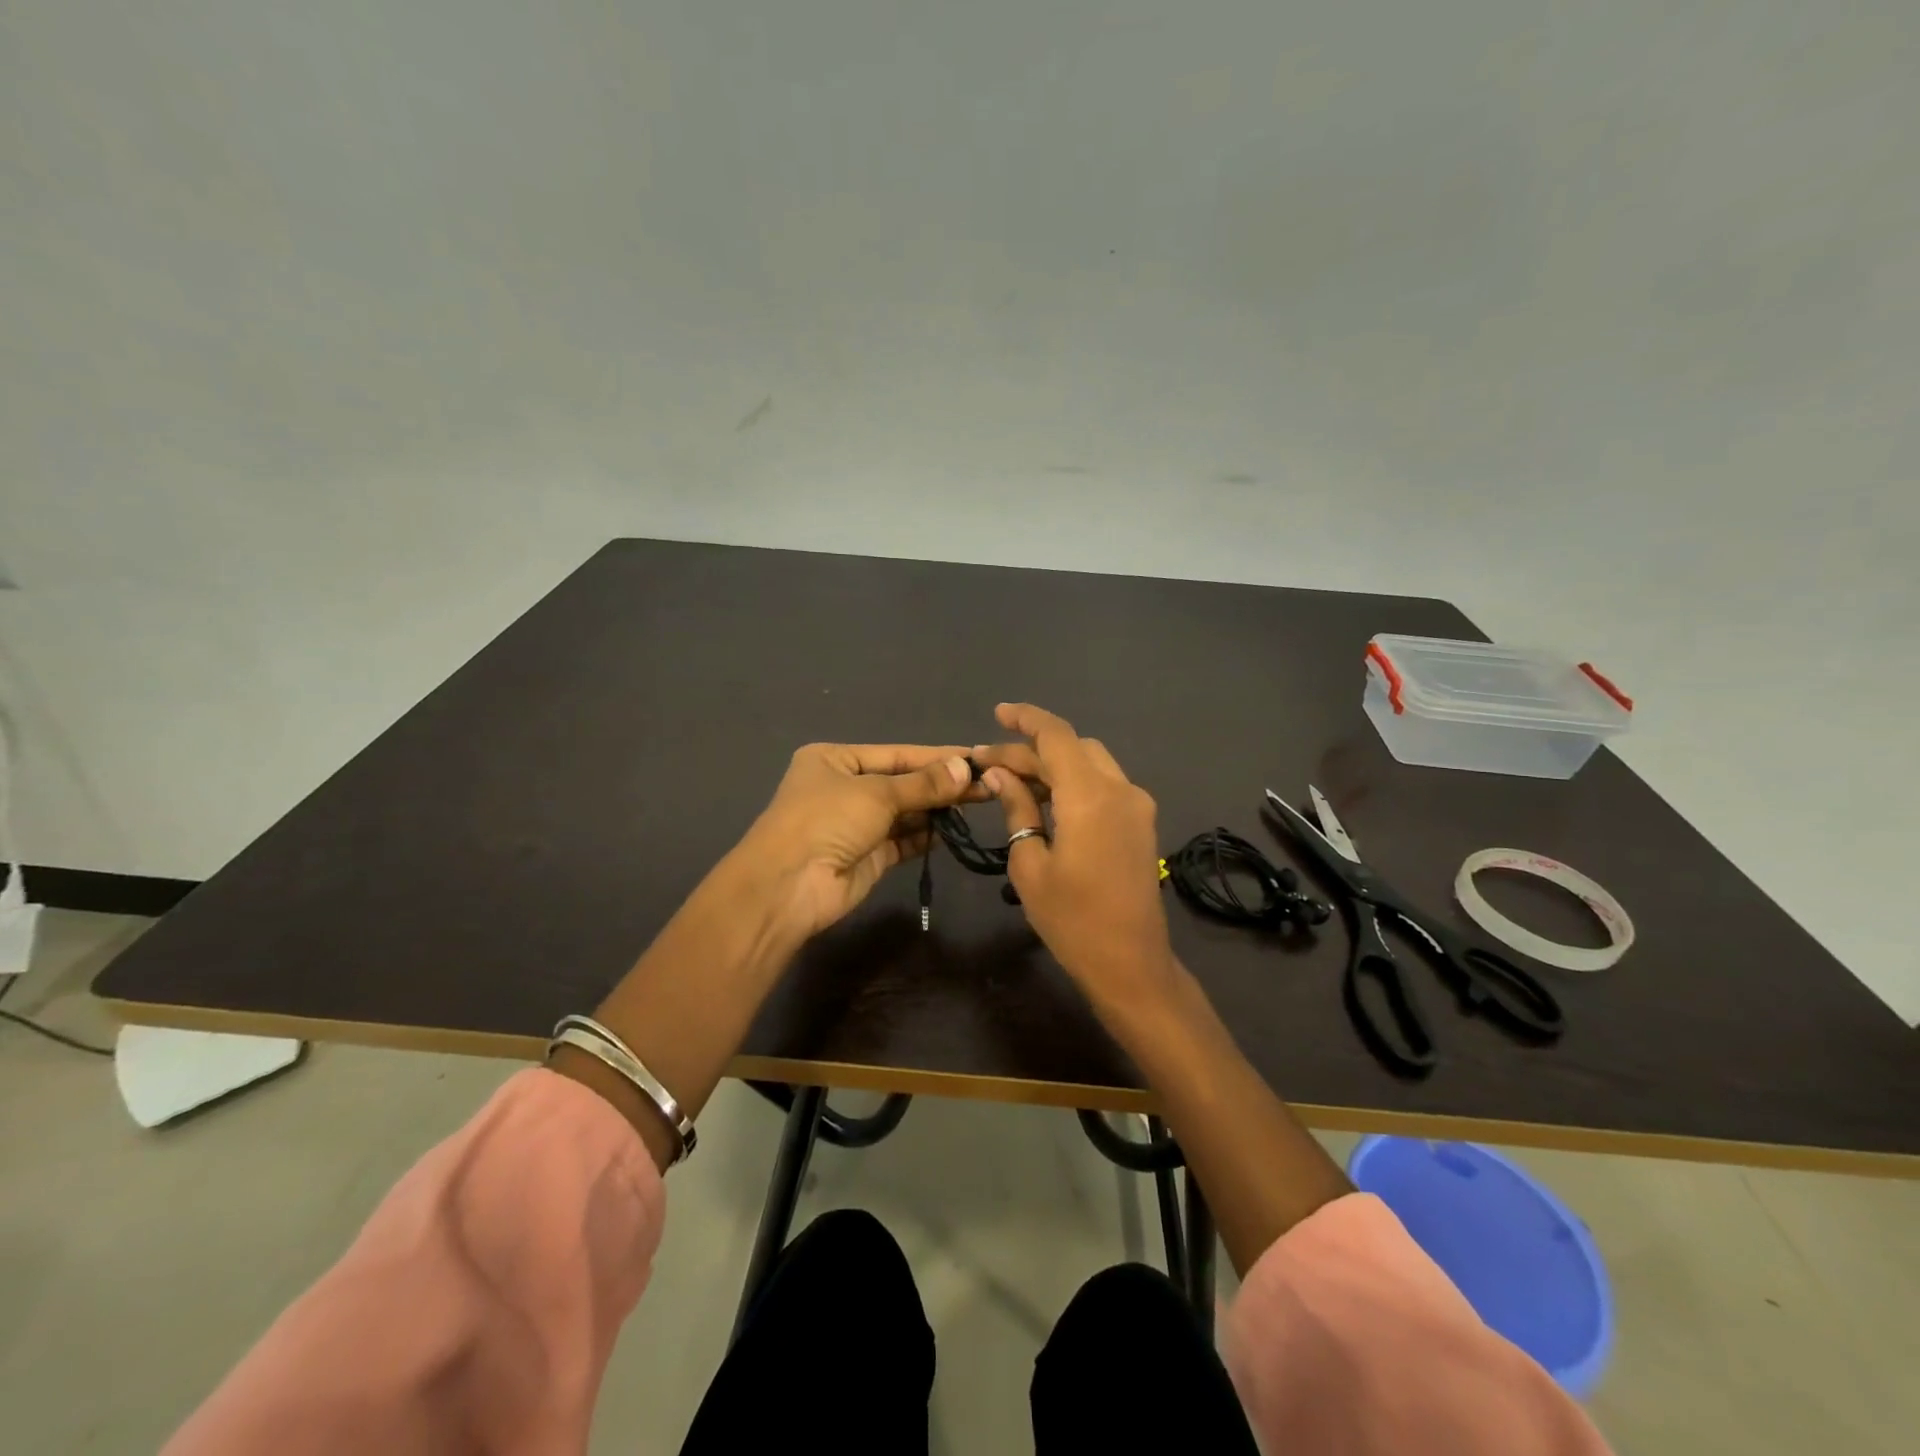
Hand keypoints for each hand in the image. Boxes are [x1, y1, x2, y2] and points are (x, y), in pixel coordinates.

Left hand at [735, 743, 977, 938]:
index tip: (976, 757)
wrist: (787, 887)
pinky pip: (904, 840)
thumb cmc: (826, 821)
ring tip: (980, 804)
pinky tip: (955, 830)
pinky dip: (927, 835)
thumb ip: (923, 784)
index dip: (937, 757)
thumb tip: (966, 768)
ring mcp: (856, 825)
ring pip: (905, 812)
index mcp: (835, 759)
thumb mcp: (876, 793)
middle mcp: (845, 788)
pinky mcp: (868, 857)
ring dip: (937, 809)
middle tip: (988, 784)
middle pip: (903, 782)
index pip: (897, 753)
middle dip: (941, 785)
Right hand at [970, 703, 1176, 1010]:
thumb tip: (1000, 774)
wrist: (1130, 962)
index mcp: (1090, 796)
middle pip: (1073, 747)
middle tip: (991, 764)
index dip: (1025, 718)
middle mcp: (1120, 789)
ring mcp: (1137, 805)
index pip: (1056, 736)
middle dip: (1031, 749)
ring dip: (1054, 764)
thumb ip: (1017, 808)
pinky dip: (1074, 782)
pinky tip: (1047, 801)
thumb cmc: (1071, 919)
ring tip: (1014, 781)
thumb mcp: (1030, 863)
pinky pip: (1105, 784)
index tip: (997, 714)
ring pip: (1091, 763)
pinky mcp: (1141, 823)